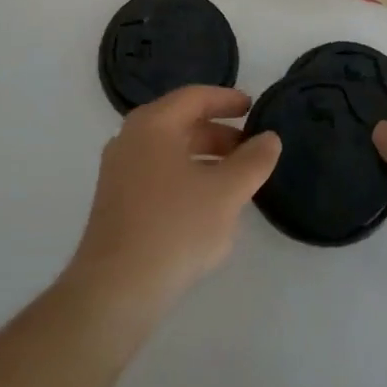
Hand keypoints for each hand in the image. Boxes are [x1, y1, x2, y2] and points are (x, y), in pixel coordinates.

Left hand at [64, 86, 281, 320]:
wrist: (117, 288)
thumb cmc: (174, 227)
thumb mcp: (225, 193)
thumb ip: (252, 162)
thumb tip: (270, 138)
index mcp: (152, 124)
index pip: (194, 97)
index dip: (226, 100)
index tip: (253, 108)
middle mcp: (130, 138)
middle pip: (181, 123)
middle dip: (219, 134)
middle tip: (251, 150)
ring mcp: (119, 171)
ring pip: (170, 153)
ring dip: (205, 160)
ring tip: (236, 181)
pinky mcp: (117, 203)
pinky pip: (158, 176)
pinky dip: (186, 179)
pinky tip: (207, 208)